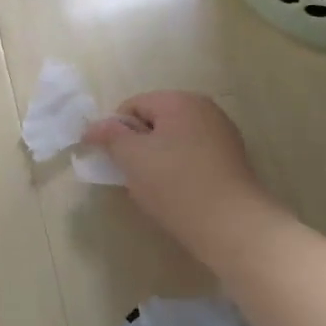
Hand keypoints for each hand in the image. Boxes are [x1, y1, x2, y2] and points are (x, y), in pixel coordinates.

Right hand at [82, 91, 283, 258]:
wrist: (230, 225)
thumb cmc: (174, 183)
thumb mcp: (131, 157)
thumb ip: (109, 135)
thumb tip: (93, 127)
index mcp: (179, 100)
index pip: (132, 106)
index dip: (116, 131)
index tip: (115, 159)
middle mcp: (204, 109)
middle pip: (154, 121)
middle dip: (138, 145)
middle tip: (132, 174)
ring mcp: (222, 134)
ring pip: (173, 141)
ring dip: (157, 159)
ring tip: (154, 187)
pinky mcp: (231, 160)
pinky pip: (192, 156)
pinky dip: (178, 169)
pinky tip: (177, 193)